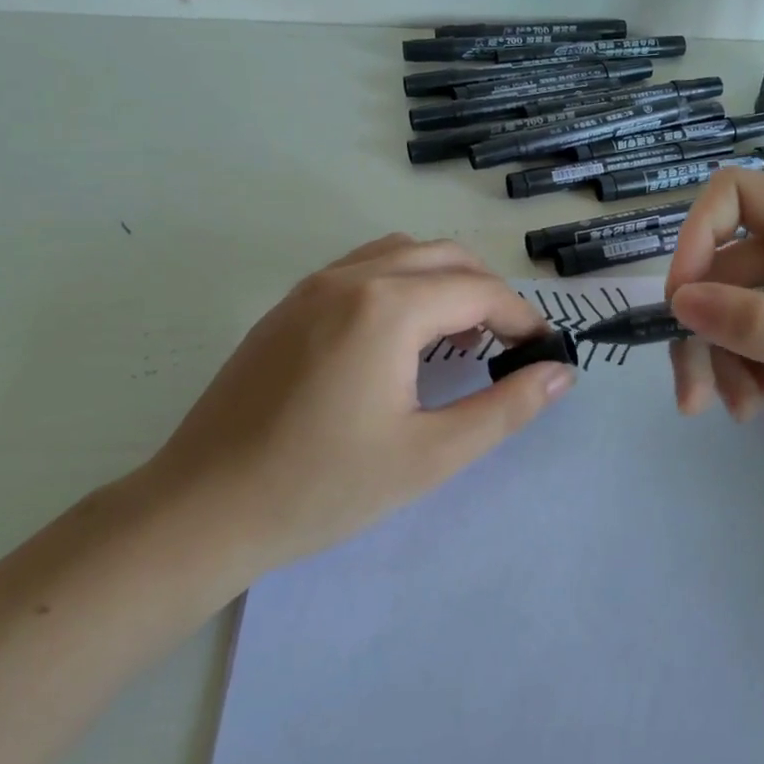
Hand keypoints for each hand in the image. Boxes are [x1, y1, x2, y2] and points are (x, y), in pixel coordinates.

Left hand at [142, 235, 574, 583]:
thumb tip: (561, 373)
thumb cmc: (323, 487)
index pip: (479, 291)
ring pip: (402, 253)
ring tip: (457, 339)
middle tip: (507, 346)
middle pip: (445, 257)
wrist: (201, 510)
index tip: (545, 352)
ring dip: (444, 282)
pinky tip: (399, 339)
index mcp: (388, 307)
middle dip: (488, 293)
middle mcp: (352, 277)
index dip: (523, 318)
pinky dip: (401, 283)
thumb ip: (505, 408)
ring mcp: (312, 286)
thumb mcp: (430, 455)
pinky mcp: (287, 305)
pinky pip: (362, 268)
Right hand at [662, 174, 763, 487]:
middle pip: (722, 265)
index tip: (683, 302)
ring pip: (728, 304)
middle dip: (703, 326)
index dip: (697, 238)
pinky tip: (757, 403)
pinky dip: (739, 366)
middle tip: (692, 390)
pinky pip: (748, 332)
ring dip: (718, 355)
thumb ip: (762, 325)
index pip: (735, 194)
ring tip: (740, 407)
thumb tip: (680, 301)